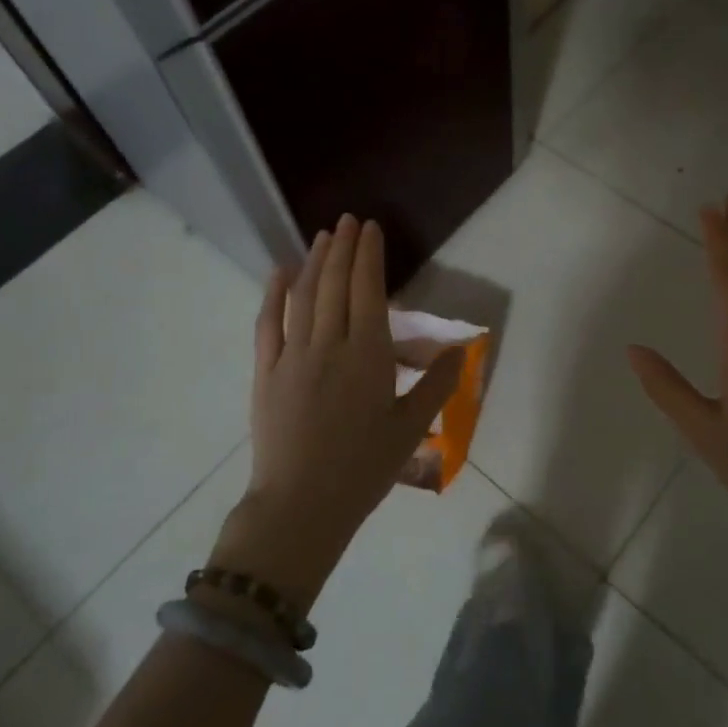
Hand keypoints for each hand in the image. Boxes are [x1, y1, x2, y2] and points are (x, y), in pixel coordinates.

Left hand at [213, 215, 461, 609]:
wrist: (301, 507)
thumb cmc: (363, 470)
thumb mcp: (410, 428)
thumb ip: (437, 386)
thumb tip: (462, 351)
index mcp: (368, 355)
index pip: (368, 291)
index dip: (369, 256)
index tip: (371, 228)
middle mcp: (329, 344)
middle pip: (335, 284)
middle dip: (343, 247)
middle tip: (348, 220)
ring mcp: (292, 356)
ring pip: (304, 296)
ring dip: (315, 261)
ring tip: (324, 235)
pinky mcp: (265, 372)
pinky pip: (268, 323)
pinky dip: (273, 294)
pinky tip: (280, 272)